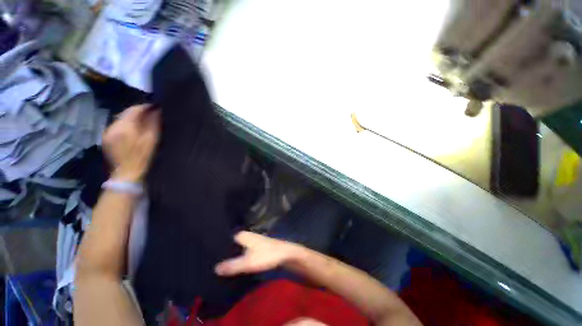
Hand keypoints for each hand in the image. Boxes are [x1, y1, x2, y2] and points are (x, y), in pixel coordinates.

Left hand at [102, 105, 160, 182]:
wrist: (127, 175)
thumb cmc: (142, 157)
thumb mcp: (152, 140)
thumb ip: (153, 124)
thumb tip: (156, 111)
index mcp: (124, 126)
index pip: (134, 109)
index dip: (145, 107)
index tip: (156, 108)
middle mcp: (112, 126)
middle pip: (125, 113)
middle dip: (138, 112)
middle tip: (151, 115)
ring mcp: (107, 133)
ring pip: (120, 119)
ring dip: (132, 119)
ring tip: (143, 123)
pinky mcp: (106, 139)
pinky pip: (117, 127)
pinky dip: (126, 125)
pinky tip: (133, 131)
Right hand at [215, 231, 300, 275]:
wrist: (285, 254)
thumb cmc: (266, 255)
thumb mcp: (248, 262)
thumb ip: (231, 265)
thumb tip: (214, 268)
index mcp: (242, 235)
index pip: (225, 238)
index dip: (215, 246)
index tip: (205, 254)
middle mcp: (246, 235)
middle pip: (230, 243)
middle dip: (222, 252)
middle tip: (208, 262)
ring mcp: (251, 241)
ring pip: (236, 248)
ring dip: (230, 255)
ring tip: (217, 265)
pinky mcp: (255, 247)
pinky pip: (242, 251)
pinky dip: (237, 256)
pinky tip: (232, 265)